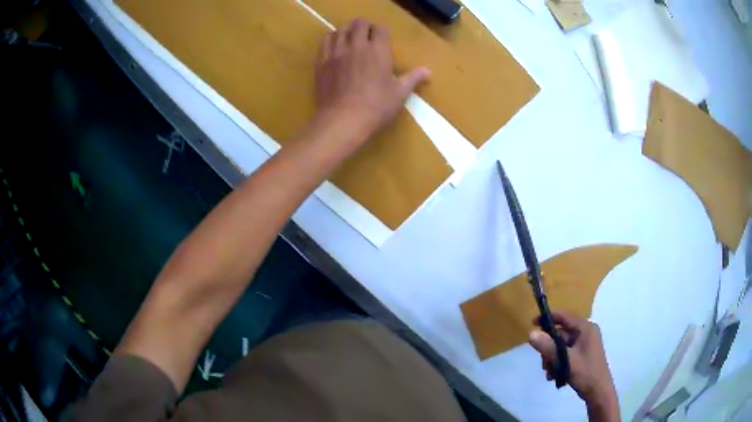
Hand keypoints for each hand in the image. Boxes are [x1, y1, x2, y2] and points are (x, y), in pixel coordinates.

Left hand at [315, 19, 429, 137]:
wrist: (343, 120)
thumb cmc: (376, 107)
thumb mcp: (399, 94)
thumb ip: (413, 78)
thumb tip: (428, 71)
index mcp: (379, 51)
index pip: (380, 29)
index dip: (382, 32)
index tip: (382, 40)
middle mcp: (357, 46)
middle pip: (359, 24)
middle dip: (365, 27)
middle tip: (367, 36)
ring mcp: (336, 52)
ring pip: (340, 29)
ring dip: (347, 30)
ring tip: (350, 39)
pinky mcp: (321, 61)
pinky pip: (325, 41)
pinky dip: (331, 39)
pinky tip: (334, 46)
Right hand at [529, 312, 618, 413]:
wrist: (598, 392)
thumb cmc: (585, 372)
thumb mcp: (565, 360)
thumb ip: (548, 347)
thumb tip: (530, 333)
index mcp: (585, 328)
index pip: (564, 317)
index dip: (548, 318)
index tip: (532, 323)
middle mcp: (586, 333)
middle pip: (561, 335)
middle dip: (549, 349)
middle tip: (544, 363)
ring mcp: (584, 344)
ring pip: (561, 346)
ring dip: (552, 359)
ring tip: (550, 373)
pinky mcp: (582, 355)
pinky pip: (565, 354)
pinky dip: (558, 363)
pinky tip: (554, 376)